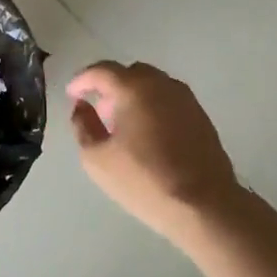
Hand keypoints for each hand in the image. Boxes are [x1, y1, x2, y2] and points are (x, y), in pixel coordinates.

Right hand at [66, 61, 239, 241]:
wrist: (205, 206)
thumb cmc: (144, 180)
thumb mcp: (96, 158)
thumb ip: (83, 125)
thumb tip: (82, 107)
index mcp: (133, 88)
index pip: (101, 71)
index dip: (82, 80)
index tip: (72, 95)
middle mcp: (161, 84)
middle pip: (129, 73)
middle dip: (110, 87)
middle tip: (99, 111)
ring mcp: (186, 99)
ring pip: (152, 85)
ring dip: (134, 96)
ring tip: (124, 126)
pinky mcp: (201, 117)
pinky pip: (169, 101)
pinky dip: (153, 107)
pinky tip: (149, 136)